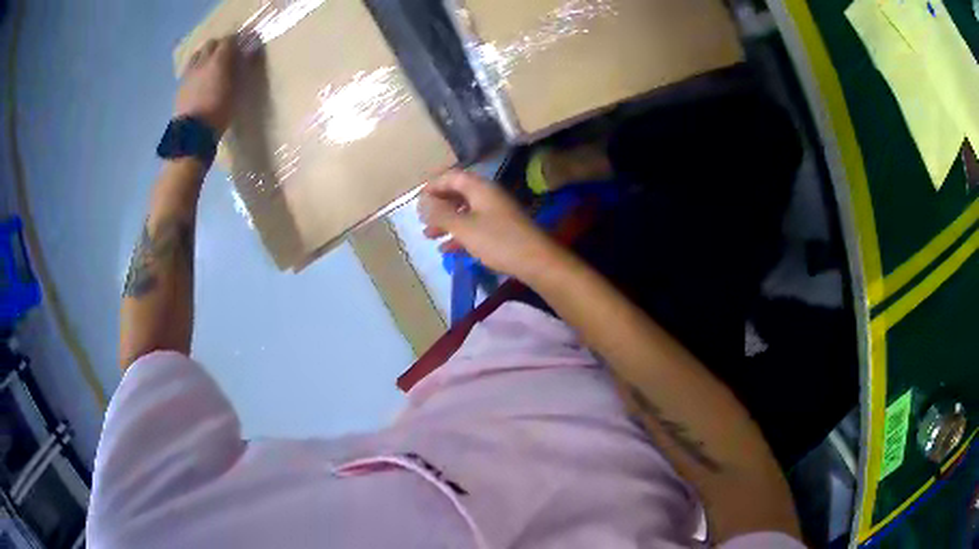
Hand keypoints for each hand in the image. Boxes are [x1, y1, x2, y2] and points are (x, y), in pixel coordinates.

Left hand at [175, 36, 240, 135]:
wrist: (192, 134)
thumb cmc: (219, 112)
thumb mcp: (237, 91)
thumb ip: (241, 68)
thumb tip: (248, 52)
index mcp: (219, 60)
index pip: (229, 40)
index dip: (236, 41)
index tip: (241, 46)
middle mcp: (203, 61)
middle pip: (211, 44)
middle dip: (219, 46)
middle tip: (225, 55)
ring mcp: (189, 73)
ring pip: (197, 54)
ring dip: (205, 56)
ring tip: (209, 66)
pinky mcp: (180, 85)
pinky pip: (189, 69)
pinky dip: (195, 68)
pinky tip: (198, 79)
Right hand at [419, 170, 562, 279]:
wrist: (536, 261)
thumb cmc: (498, 241)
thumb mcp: (464, 227)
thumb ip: (441, 214)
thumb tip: (422, 203)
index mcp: (480, 188)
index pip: (452, 176)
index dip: (433, 185)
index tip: (418, 200)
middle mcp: (488, 196)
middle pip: (458, 194)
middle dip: (438, 206)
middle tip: (421, 219)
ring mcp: (496, 213)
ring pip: (465, 212)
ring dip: (446, 222)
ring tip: (428, 236)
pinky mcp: (501, 231)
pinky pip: (474, 227)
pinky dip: (459, 235)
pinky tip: (447, 250)